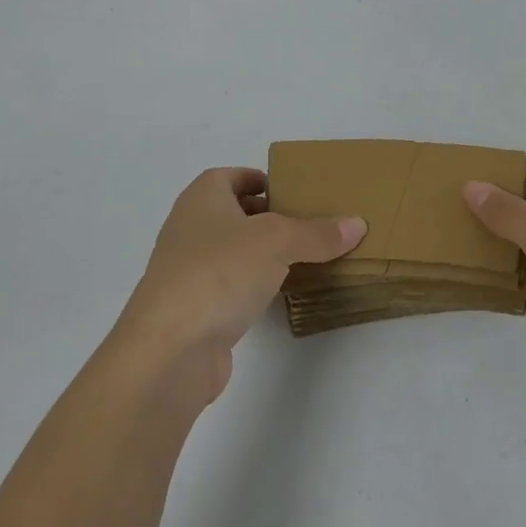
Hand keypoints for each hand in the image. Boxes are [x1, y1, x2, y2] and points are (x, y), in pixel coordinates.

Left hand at [115, 168, 365, 403]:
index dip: (260, 179)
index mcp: (202, 198)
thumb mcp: (277, 241)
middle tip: (310, 223)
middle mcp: (190, 228)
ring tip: (306, 257)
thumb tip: (356, 224)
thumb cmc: (219, 272)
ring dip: (264, 254)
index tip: (294, 191)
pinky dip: (255, 286)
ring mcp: (189, 271)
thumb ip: (317, 233)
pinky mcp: (195, 310)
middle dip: (269, 216)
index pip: (231, 176)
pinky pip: (232, 286)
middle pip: (234, 213)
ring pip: (234, 252)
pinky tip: (282, 294)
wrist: (169, 350)